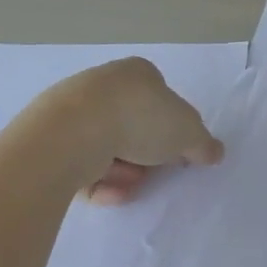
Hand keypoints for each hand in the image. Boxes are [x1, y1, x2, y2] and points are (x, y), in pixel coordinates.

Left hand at [40, 58, 224, 205]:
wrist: (72, 132)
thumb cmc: (139, 119)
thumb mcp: (188, 132)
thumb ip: (204, 143)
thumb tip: (214, 152)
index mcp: (138, 73)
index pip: (162, 100)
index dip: (174, 129)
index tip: (178, 155)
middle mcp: (104, 85)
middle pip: (134, 126)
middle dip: (147, 155)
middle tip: (155, 173)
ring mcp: (74, 110)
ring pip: (108, 147)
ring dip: (125, 171)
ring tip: (130, 185)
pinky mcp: (52, 138)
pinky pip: (82, 164)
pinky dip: (100, 181)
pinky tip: (111, 193)